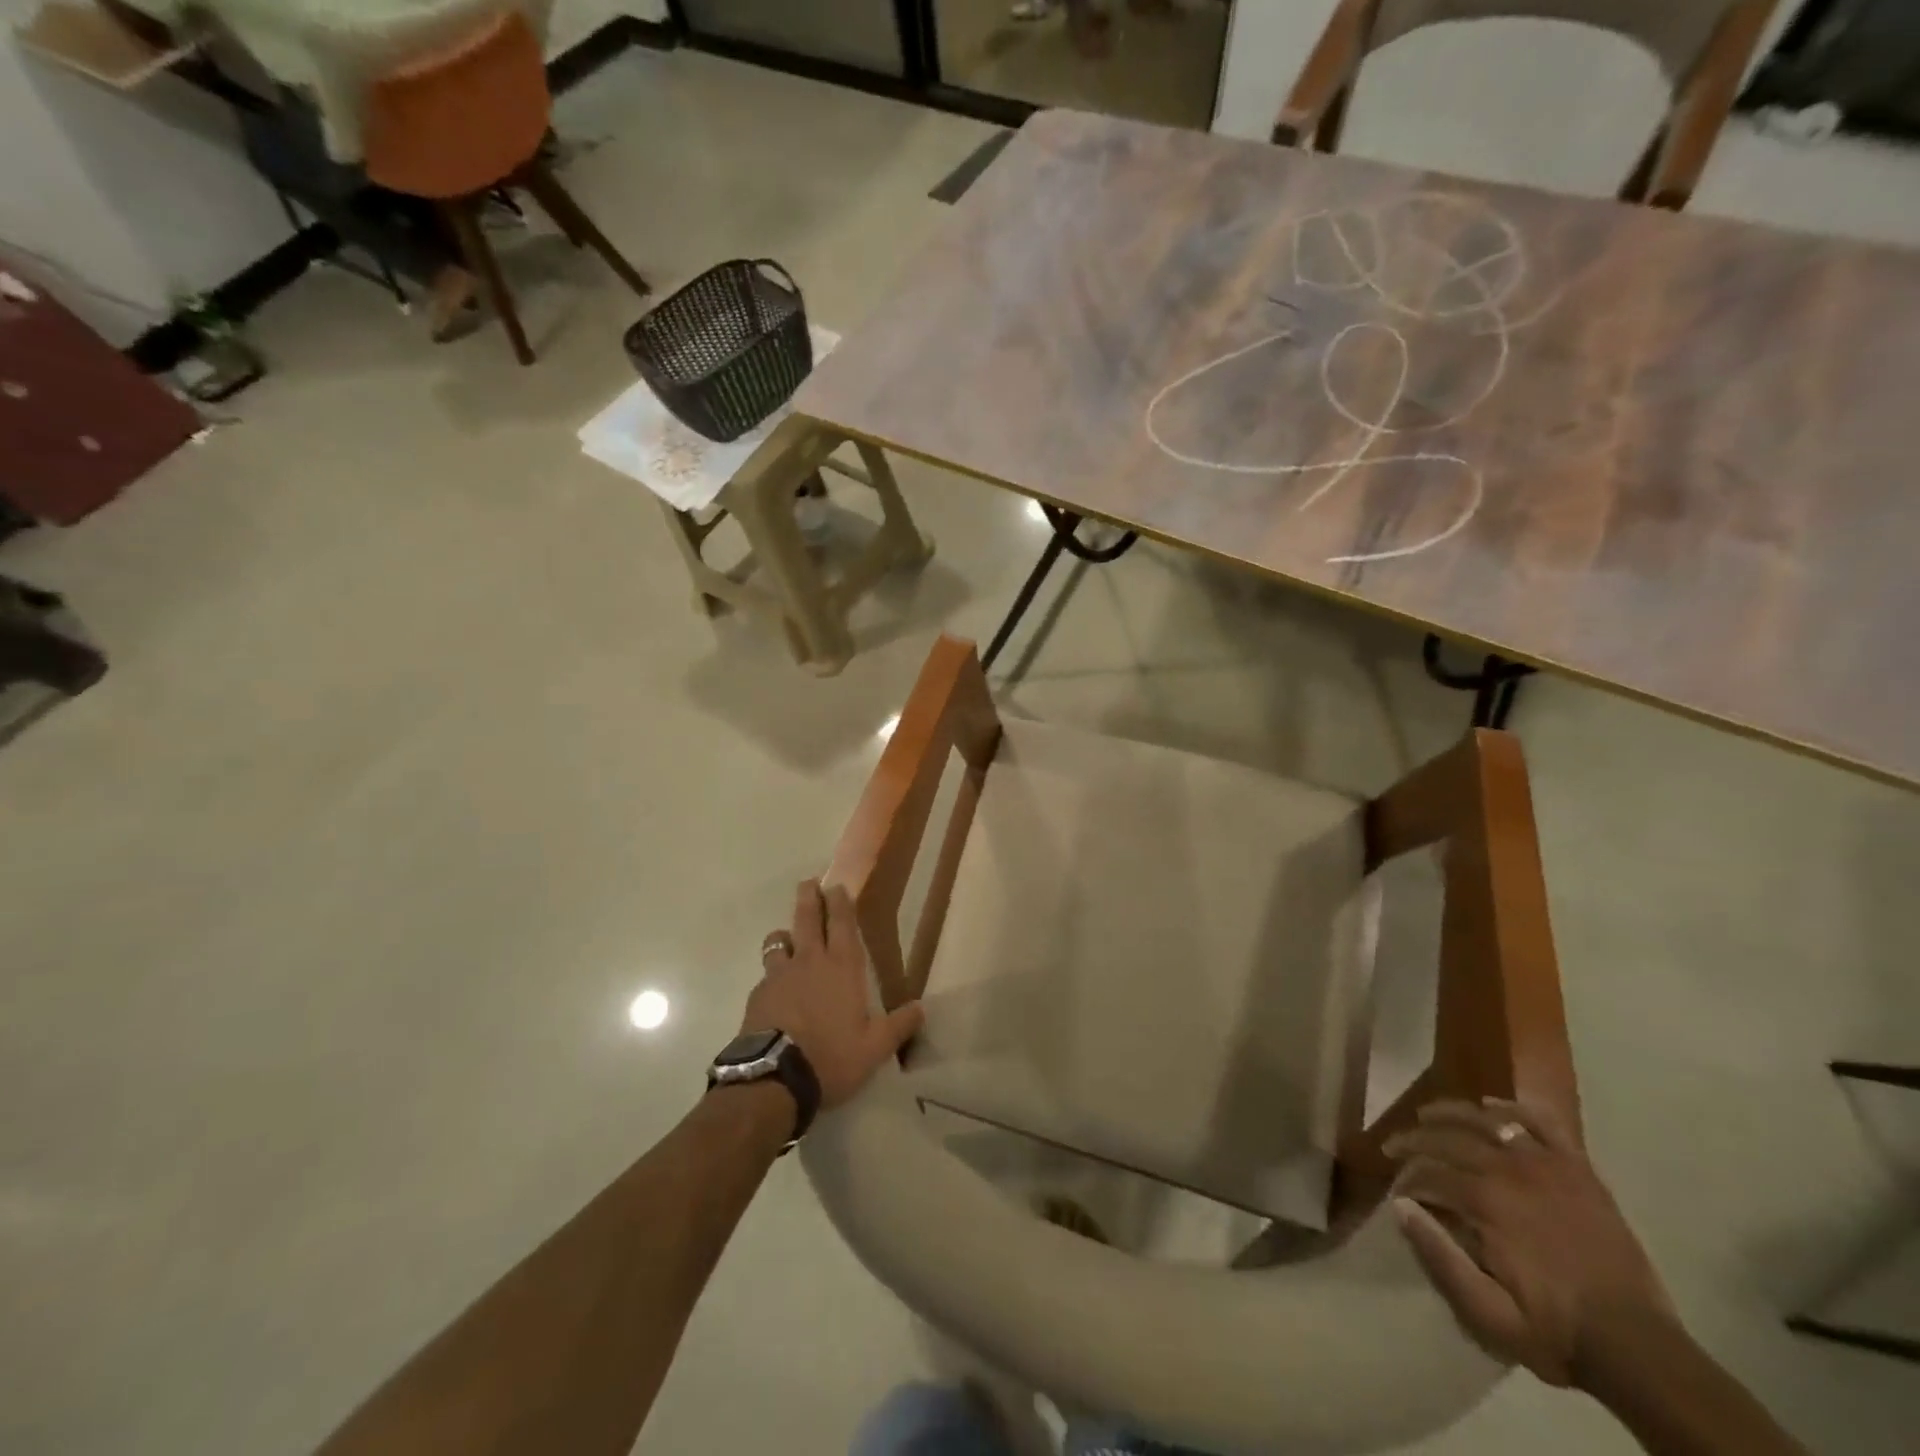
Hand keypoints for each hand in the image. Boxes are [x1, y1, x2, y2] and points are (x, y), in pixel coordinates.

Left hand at [744, 880, 924, 1110]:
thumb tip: (921, 1008)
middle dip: (809, 897)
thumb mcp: (875, 1048)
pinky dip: (772, 974)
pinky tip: (774, 989)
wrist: (775, 1078)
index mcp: (842, 967)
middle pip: (807, 918)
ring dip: (785, 935)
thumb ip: (899, 1026)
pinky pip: (766, 974)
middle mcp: (810, 961)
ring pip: (779, 941)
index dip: (840, 902)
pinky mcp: (758, 994)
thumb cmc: (832, 1056)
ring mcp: (780, 976)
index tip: (836, 885)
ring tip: (787, 938)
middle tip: (808, 883)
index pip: (842, 923)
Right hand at [1387, 1098, 1677, 1389]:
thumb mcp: (1488, 1314)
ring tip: (1428, 1115)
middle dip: (1415, 1138)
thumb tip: (1400, 1206)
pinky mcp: (1579, 1170)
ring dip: (1451, 1113)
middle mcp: (1511, 1170)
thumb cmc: (1556, 1332)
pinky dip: (1513, 1109)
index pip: (1427, 1171)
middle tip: (1395, 1146)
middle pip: (1449, 1136)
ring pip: (1487, 1119)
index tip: (1394, 1189)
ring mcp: (1548, 1165)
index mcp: (1486, 1201)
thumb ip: (1439, 1257)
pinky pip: (1542, 1123)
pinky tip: (1492, 1107)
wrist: (1638, 1349)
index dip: (1405, 1177)